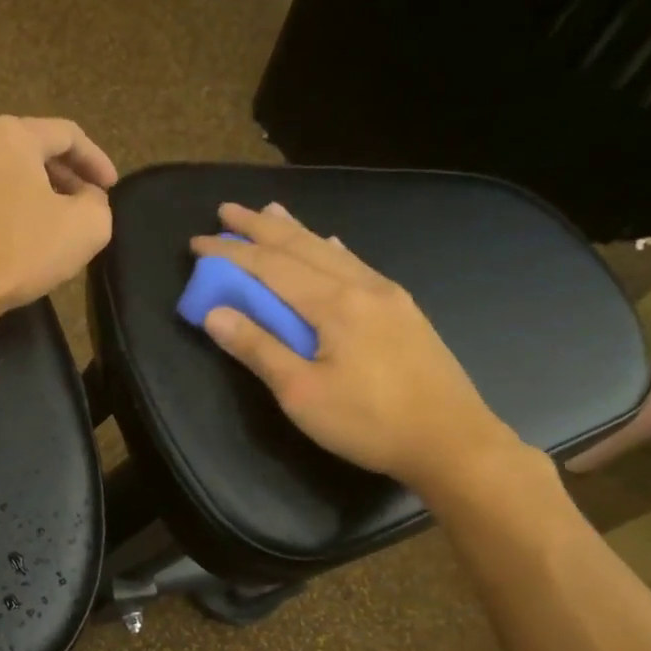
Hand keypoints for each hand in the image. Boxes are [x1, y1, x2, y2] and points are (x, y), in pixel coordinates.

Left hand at [0, 116, 118, 315]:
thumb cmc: (17, 252)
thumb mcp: (85, 229)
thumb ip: (98, 203)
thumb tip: (86, 197)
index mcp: (10, 134)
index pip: (66, 135)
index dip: (96, 160)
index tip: (109, 187)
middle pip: (25, 149)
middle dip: (57, 175)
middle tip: (78, 203)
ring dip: (20, 191)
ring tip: (38, 221)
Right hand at [191, 203, 525, 495]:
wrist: (453, 441)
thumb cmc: (369, 423)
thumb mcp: (302, 393)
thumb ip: (258, 349)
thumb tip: (214, 313)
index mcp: (334, 303)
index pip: (270, 266)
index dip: (231, 253)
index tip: (197, 242)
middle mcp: (361, 286)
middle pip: (302, 246)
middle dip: (260, 227)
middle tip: (226, 209)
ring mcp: (388, 295)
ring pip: (331, 250)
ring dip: (296, 231)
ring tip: (271, 211)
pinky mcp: (403, 310)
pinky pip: (356, 264)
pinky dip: (331, 249)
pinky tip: (331, 243)